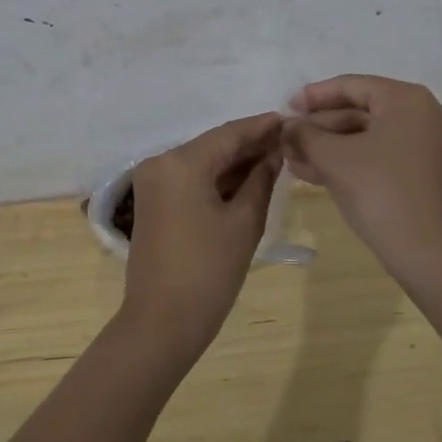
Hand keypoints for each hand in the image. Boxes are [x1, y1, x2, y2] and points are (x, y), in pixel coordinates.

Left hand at [120, 112, 283, 361]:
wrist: (162, 322)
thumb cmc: (208, 271)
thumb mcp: (244, 222)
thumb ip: (261, 179)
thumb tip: (274, 153)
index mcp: (181, 162)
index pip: (228, 134)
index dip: (261, 127)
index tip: (289, 120)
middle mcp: (161, 162)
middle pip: (213, 145)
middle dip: (249, 144)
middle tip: (287, 141)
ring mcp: (152, 182)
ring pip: (201, 161)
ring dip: (234, 162)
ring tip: (274, 159)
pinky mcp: (152, 201)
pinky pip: (189, 178)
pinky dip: (216, 178)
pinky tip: (246, 179)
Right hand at [282, 75, 441, 273]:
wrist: (426, 253)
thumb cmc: (379, 192)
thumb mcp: (333, 158)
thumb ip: (305, 134)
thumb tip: (287, 125)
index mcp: (406, 99)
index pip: (351, 86)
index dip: (313, 96)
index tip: (285, 108)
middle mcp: (422, 113)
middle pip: (359, 110)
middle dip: (318, 126)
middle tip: (285, 138)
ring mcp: (425, 143)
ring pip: (366, 135)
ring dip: (328, 146)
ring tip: (291, 157)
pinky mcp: (422, 170)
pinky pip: (378, 153)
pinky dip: (348, 160)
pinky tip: (312, 172)